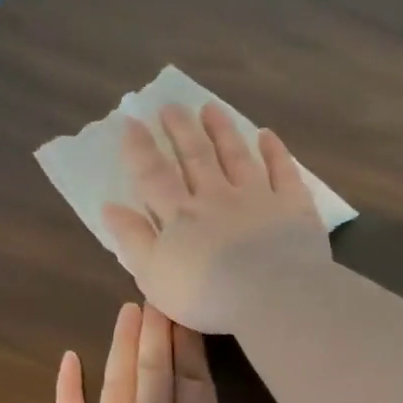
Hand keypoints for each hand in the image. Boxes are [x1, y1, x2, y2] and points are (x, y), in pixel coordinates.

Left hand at [45, 302, 337, 402]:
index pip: (197, 387)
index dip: (193, 349)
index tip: (188, 312)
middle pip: (157, 374)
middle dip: (159, 333)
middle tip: (155, 292)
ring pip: (118, 385)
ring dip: (123, 346)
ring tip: (128, 310)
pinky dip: (67, 389)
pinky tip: (67, 359)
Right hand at [101, 104, 330, 334]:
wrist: (273, 296)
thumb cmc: (207, 295)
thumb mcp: (154, 275)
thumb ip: (133, 239)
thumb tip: (110, 206)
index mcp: (181, 216)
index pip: (154, 175)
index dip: (140, 149)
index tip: (132, 122)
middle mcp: (217, 197)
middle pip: (196, 157)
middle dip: (181, 130)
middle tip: (171, 106)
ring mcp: (258, 197)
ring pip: (237, 156)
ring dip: (222, 131)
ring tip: (211, 109)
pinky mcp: (292, 206)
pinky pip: (283, 171)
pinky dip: (274, 151)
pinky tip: (267, 135)